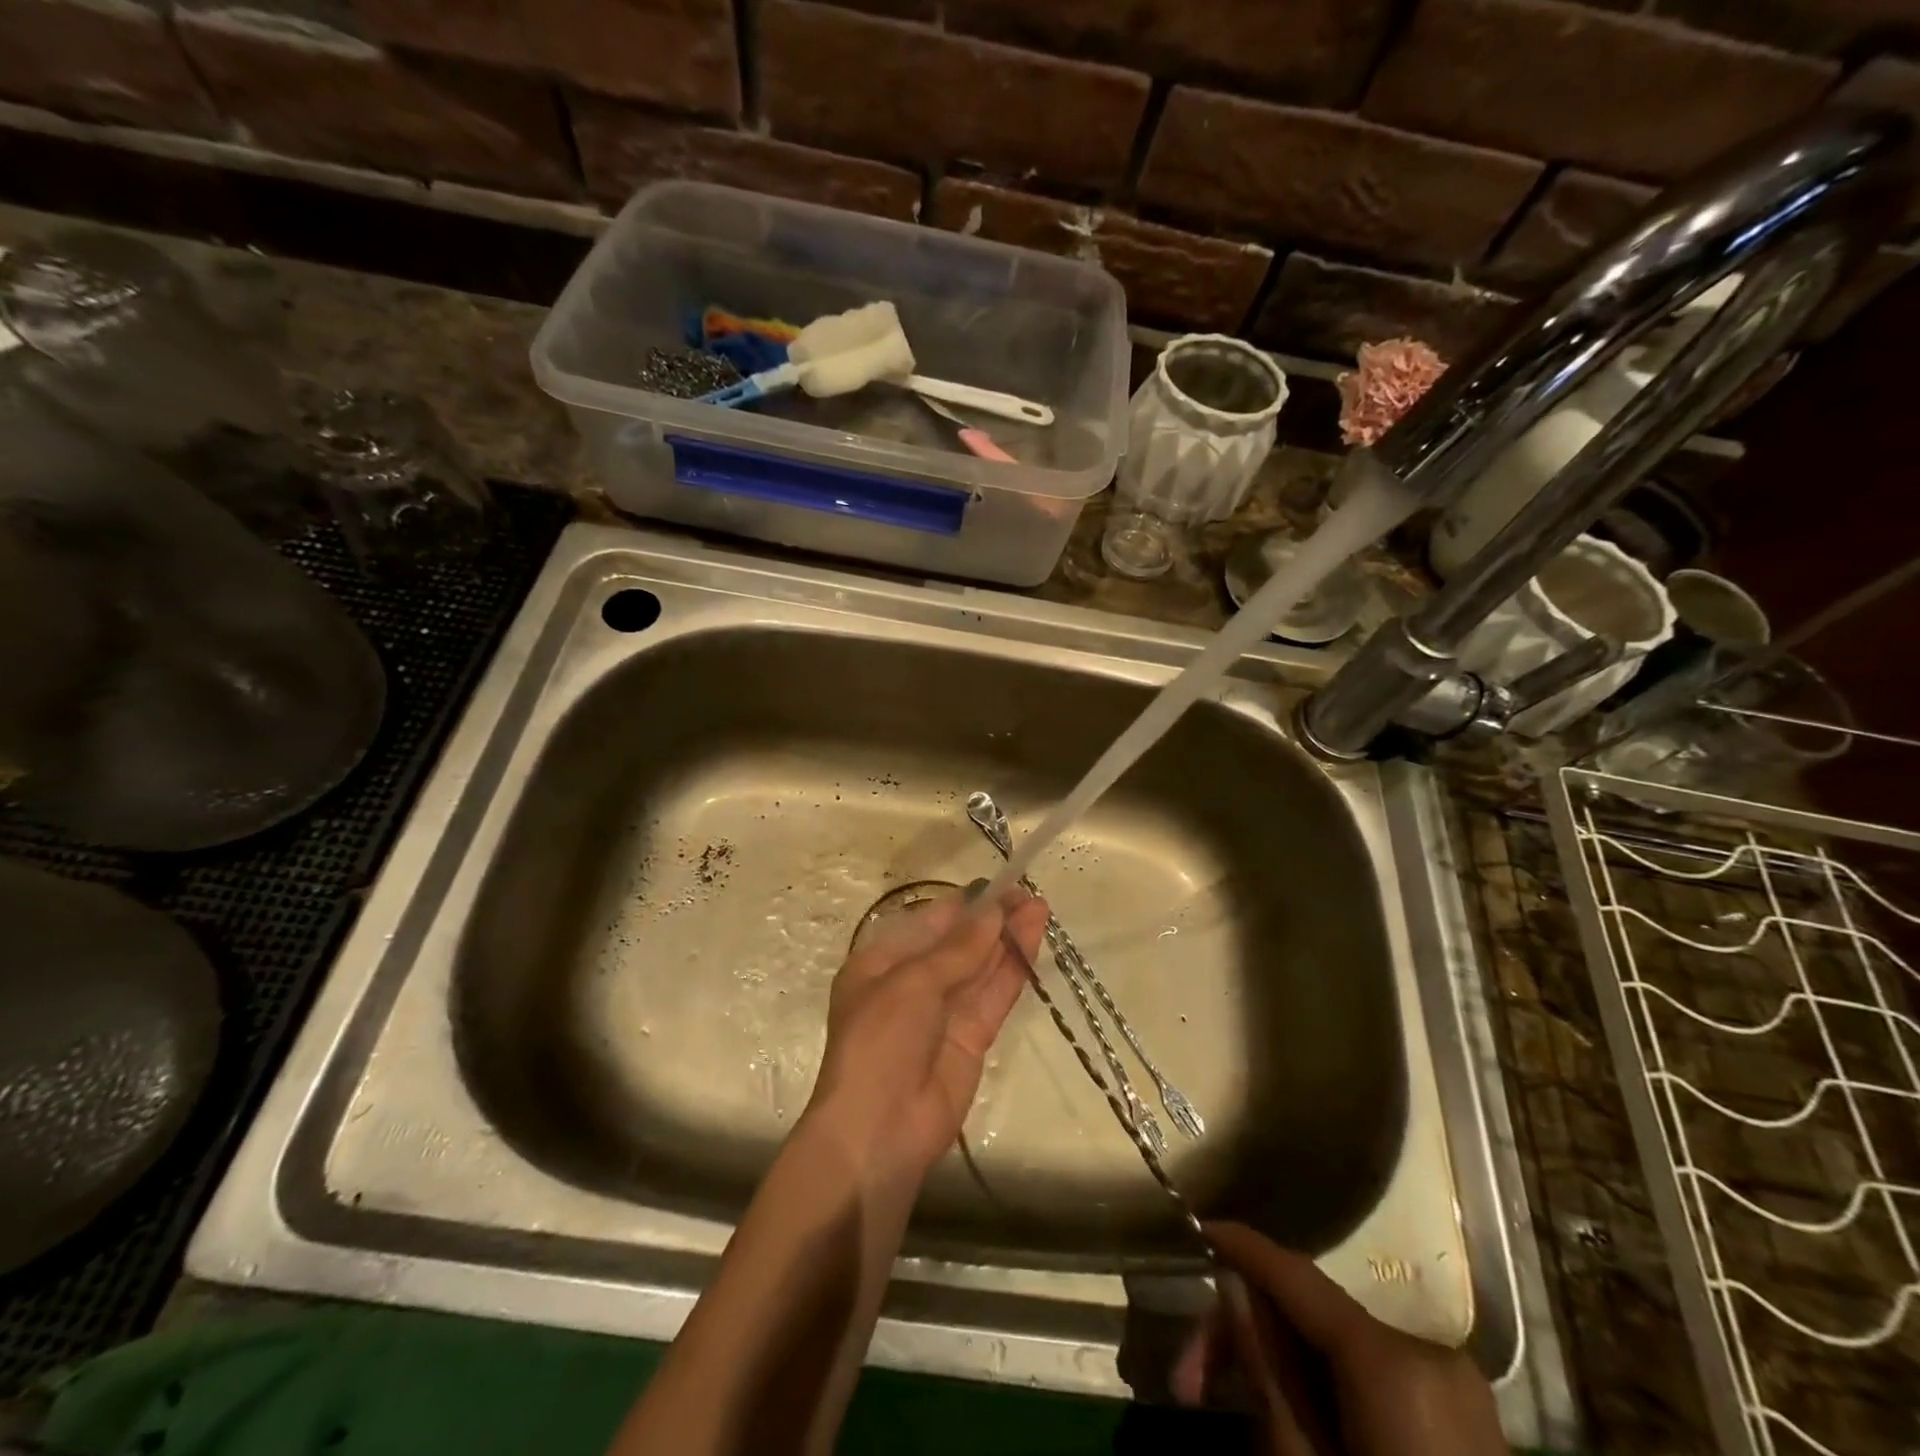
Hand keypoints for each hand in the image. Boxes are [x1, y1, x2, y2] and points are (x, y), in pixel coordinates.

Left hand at [805, 885, 1048, 1180]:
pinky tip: (1034, 941)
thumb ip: (959, 948)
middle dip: (991, 919)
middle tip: (1029, 893)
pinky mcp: (972, 1037)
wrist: (880, 1129)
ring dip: (1009, 938)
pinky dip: (1014, 968)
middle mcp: (913, 983)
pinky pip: (994, 995)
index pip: (928, 924)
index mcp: (882, 963)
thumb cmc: (880, 1040)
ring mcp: (945, 1011)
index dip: (964, 905)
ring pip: (981, 966)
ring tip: (1040, 907)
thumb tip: (993, 911)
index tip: (998, 886)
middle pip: (959, 944)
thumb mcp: (912, 983)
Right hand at [1175, 1222, 1504, 1455]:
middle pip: (1313, 1314)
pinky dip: (1323, 1381)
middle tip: (1188, 1383)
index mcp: (1393, 1361)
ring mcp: (1454, 1386)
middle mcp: (1428, 1352)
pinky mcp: (1464, 1419)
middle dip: (1247, 1335)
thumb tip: (1232, 1285)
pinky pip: (1372, 1373)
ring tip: (1227, 1405)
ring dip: (1280, 1362)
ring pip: (1338, 1343)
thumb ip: (1267, 1372)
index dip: (1242, 1247)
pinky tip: (1288, 1412)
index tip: (1198, 1228)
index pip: (1296, 1275)